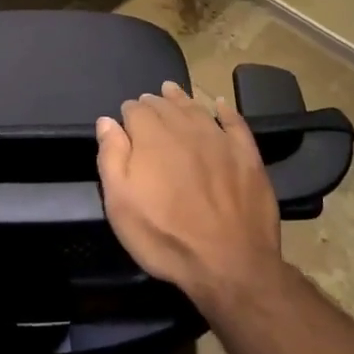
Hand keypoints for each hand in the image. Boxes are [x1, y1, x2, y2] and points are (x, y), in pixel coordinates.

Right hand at [96, 81, 282, 310]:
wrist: (229, 262)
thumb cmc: (165, 236)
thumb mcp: (121, 204)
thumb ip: (111, 156)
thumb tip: (107, 121)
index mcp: (152, 136)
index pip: (135, 110)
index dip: (128, 113)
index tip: (125, 121)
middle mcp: (185, 128)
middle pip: (165, 105)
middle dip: (153, 104)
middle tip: (147, 105)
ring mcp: (219, 138)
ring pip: (196, 108)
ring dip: (182, 99)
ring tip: (173, 91)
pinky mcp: (247, 154)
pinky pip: (235, 122)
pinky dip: (225, 110)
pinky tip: (221, 105)